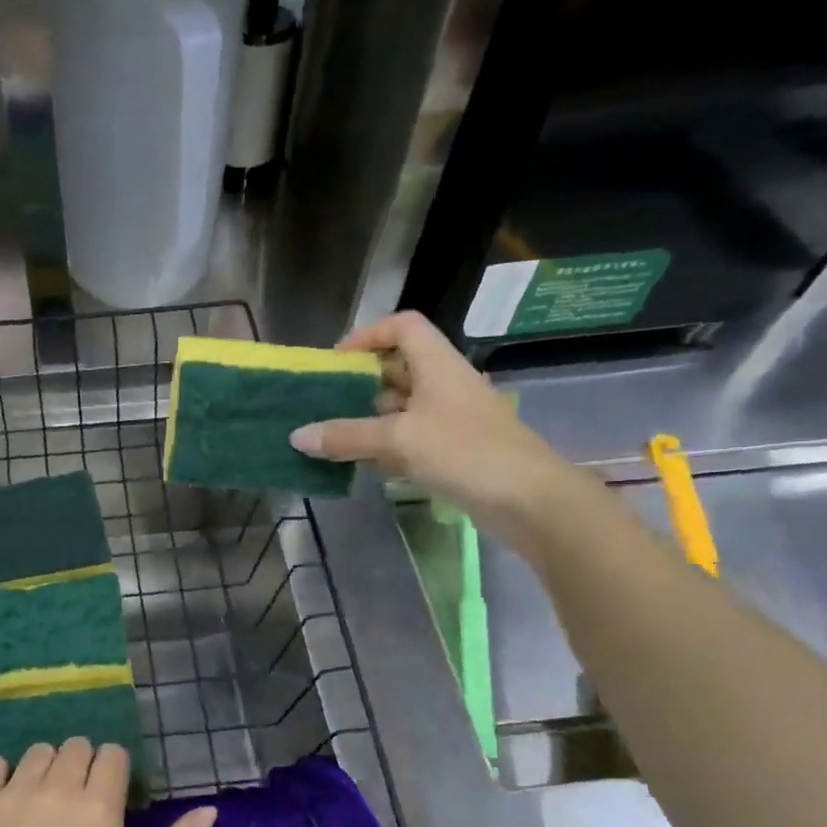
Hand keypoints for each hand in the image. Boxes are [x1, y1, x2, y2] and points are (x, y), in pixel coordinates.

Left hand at [0, 738, 217, 826]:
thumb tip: (208, 810)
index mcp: (99, 806)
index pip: (112, 754)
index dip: (114, 771)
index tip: (109, 797)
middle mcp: (57, 786)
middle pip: (76, 746)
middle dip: (82, 766)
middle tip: (77, 803)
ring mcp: (13, 791)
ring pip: (37, 752)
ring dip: (46, 768)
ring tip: (43, 802)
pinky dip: (3, 775)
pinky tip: (7, 801)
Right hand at [289, 310, 595, 554]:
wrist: (529, 500)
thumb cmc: (465, 453)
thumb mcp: (399, 440)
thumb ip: (346, 436)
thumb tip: (297, 436)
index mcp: (438, 365)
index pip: (403, 327)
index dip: (368, 335)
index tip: (336, 362)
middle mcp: (444, 384)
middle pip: (398, 367)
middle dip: (360, 382)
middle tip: (324, 402)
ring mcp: (450, 418)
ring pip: (401, 406)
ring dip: (368, 418)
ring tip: (333, 436)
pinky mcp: (453, 449)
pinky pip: (410, 436)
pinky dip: (384, 444)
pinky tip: (362, 463)